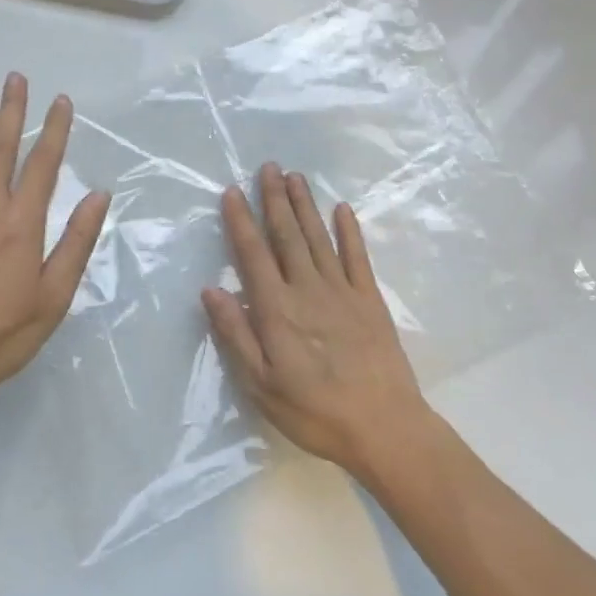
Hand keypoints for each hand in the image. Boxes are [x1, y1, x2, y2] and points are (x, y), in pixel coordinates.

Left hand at [0, 73, 110, 425]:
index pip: (44, 164)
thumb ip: (76, 241)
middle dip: (11, 109)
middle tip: (15, 76)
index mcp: (22, 224)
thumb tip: (99, 194)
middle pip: (1, 147)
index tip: (61, 101)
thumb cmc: (4, 333)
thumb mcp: (54, 296)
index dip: (54, 130)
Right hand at [203, 163, 432, 479]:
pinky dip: (350, 231)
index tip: (232, 191)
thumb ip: (235, 334)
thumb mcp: (261, 384)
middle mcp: (307, 288)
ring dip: (305, 205)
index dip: (241, 221)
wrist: (384, 428)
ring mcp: (342, 291)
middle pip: (287, 235)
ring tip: (295, 176)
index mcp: (277, 309)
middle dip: (275, 199)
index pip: (253, 254)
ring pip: (318, 237)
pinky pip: (358, 257)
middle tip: (268, 166)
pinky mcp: (370, 300)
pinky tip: (343, 209)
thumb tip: (210, 289)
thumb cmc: (314, 411)